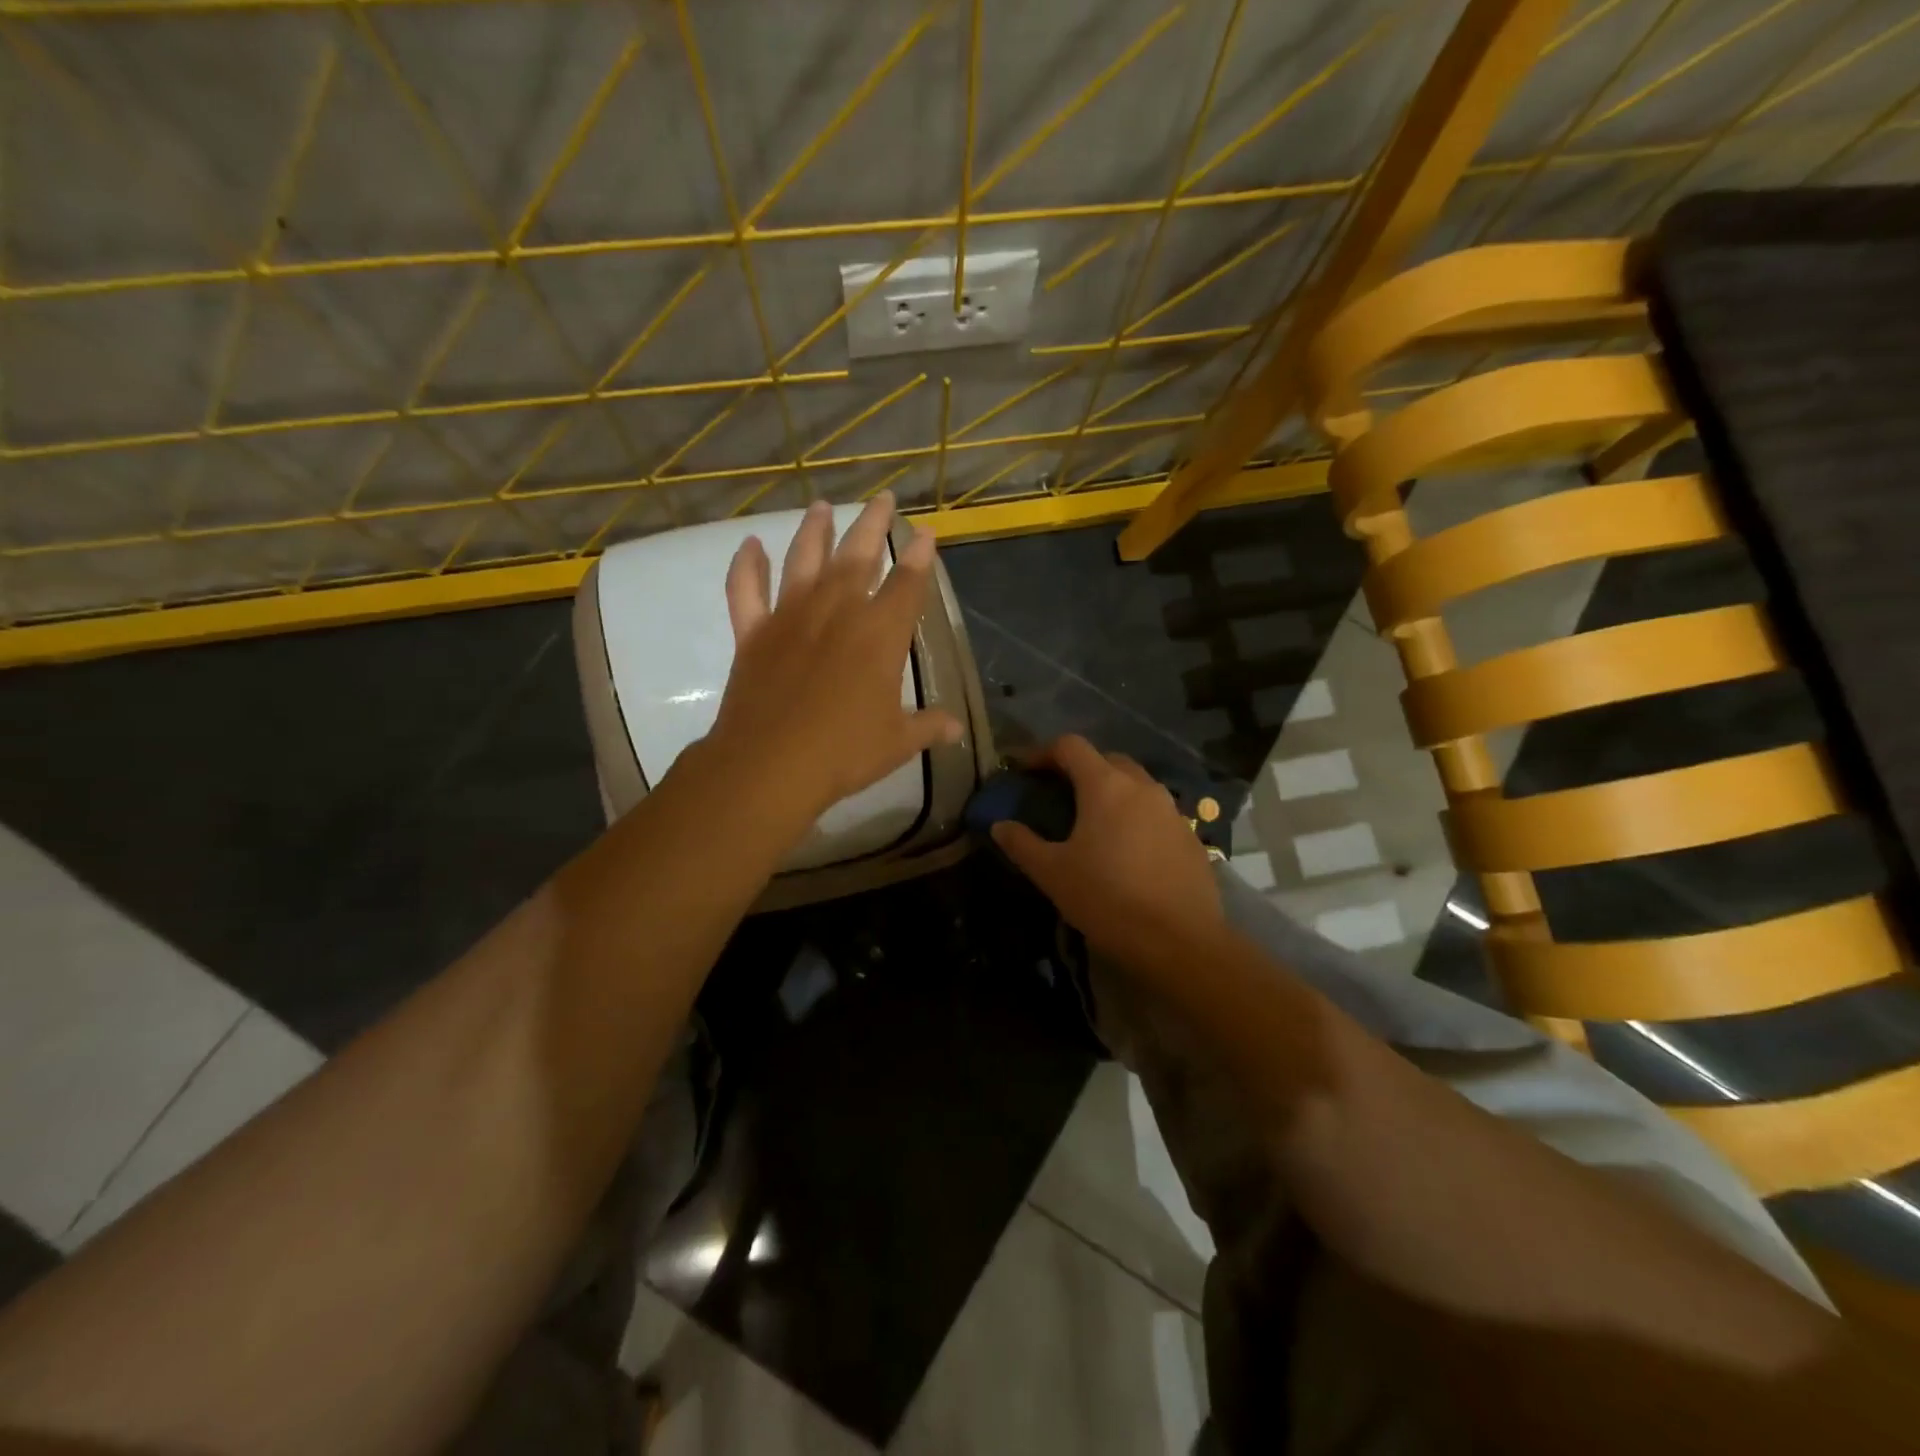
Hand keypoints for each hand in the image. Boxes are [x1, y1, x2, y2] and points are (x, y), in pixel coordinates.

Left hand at [704, 493, 960, 838]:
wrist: (771, 765)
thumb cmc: (844, 752)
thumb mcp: (897, 742)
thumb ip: (928, 727)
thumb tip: (956, 728)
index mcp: (880, 634)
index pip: (908, 584)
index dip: (920, 556)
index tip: (925, 531)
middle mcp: (837, 611)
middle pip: (858, 555)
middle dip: (873, 524)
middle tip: (882, 498)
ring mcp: (791, 617)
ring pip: (803, 559)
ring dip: (814, 530)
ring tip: (822, 506)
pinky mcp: (753, 632)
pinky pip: (746, 589)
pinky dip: (746, 565)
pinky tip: (750, 545)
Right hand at [990, 735, 1223, 967]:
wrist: (1179, 942)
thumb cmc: (1107, 899)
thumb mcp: (1052, 874)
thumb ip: (1022, 844)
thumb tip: (1000, 825)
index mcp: (1106, 786)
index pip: (1071, 746)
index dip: (1043, 752)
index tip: (1025, 771)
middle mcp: (1142, 787)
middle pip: (1107, 760)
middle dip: (1080, 769)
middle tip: (1059, 795)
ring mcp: (1172, 811)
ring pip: (1136, 785)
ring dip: (1112, 792)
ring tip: (1093, 822)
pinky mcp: (1190, 836)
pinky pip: (1157, 813)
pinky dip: (1136, 818)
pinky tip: (1127, 850)